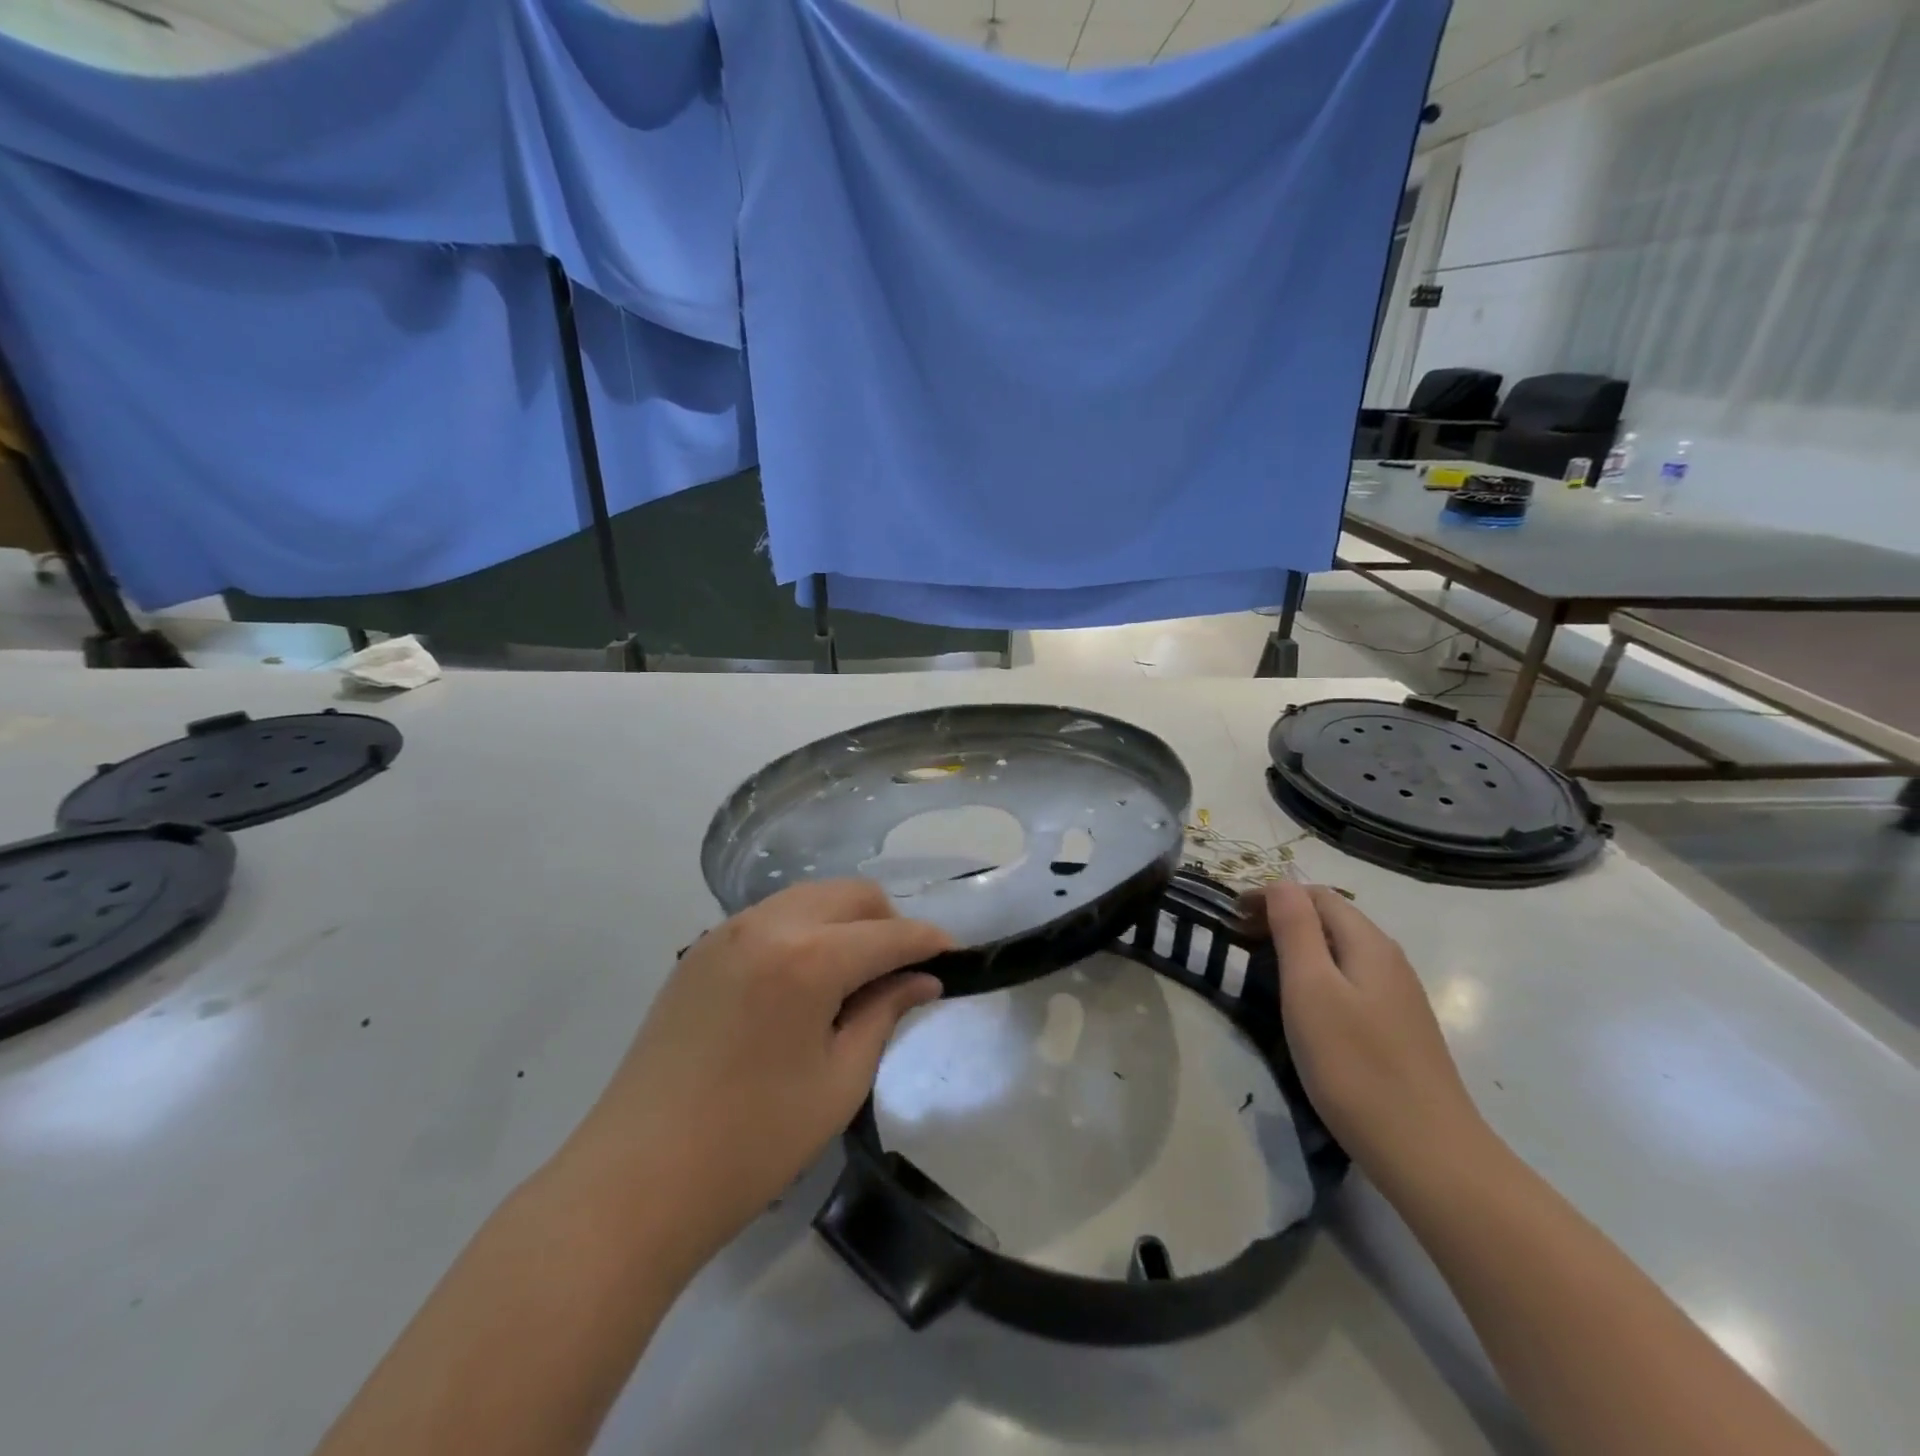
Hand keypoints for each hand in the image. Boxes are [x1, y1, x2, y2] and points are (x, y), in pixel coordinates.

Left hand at [569, 880, 949, 1269]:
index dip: (929, 942)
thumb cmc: (752, 1143)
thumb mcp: (838, 1082)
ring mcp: (726, 932)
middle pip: (850, 895)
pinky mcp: (700, 950)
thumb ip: (884, 1014)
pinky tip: (804, 977)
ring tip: (856, 971)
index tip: (955, 955)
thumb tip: (922, 980)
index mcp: (809, 958)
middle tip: (902, 969)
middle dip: (887, 921)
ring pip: (808, 897)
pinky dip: (803, 929)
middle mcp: (768, 925)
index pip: (889, 933)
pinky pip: (770, 916)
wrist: (636, 1180)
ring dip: (844, 921)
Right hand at [1248, 881, 1490, 1195]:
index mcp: (1368, 943)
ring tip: (1263, 967)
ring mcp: (1400, 996)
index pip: (1315, 894)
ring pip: (1342, 950)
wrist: (1429, 1154)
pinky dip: (1319, 974)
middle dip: (1283, 917)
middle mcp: (1390, 959)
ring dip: (1300, 946)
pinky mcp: (1400, 1029)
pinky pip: (1352, 980)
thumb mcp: (1311, 989)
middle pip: (1332, 917)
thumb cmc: (1356, 1066)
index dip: (1271, 896)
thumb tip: (1281, 881)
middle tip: (1239, 939)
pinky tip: (1306, 1006)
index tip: (1231, 917)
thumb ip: (1295, 929)